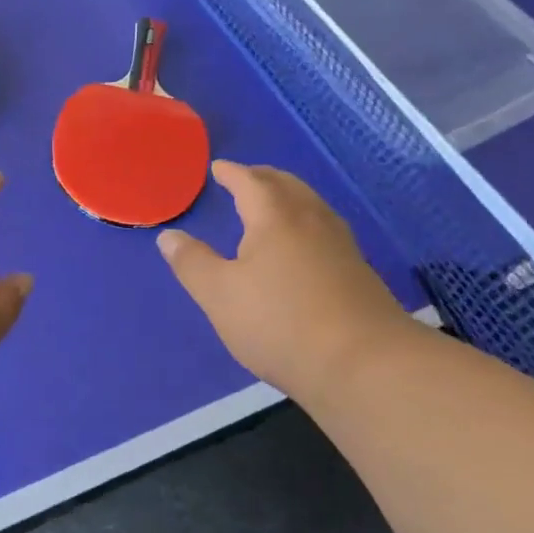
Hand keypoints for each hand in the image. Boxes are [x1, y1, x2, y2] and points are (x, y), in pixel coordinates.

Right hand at [156, 160, 427, 400]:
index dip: (231, 173)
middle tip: (245, 179)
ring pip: (311, 205)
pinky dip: (305, 222)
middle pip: (286, 185)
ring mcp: (341, 245)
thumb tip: (169, 236)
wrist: (364, 364)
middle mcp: (311, 219)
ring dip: (288, 197)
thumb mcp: (219, 295)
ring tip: (272, 206)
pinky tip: (303, 246)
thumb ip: (192, 263)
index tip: (218, 168)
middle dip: (263, 178)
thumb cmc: (280, 322)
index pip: (250, 182)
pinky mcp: (358, 272)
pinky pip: (325, 229)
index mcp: (275, 216)